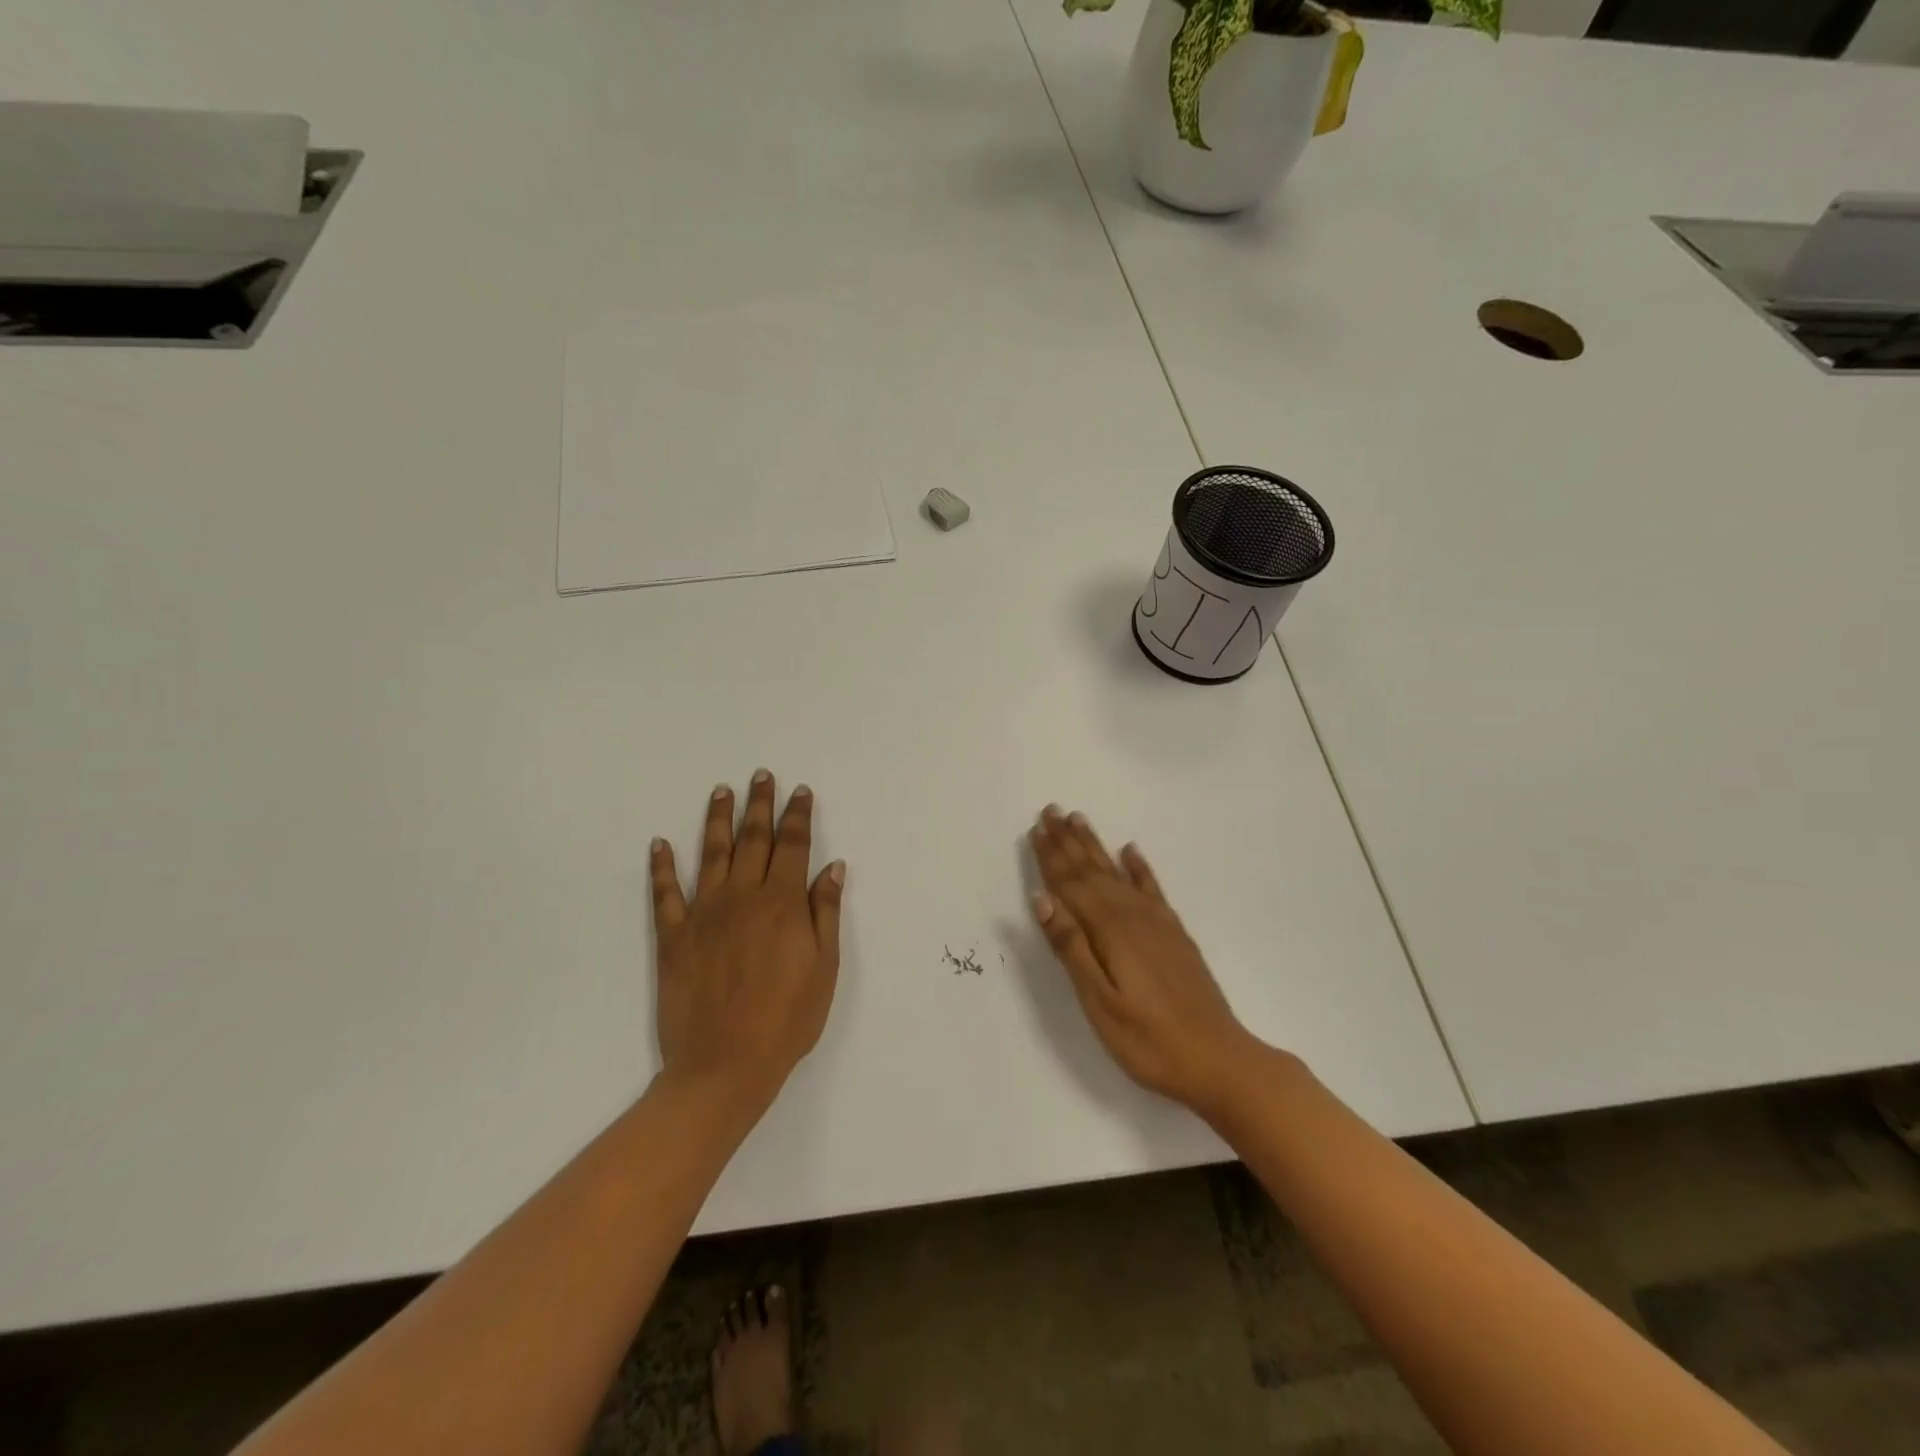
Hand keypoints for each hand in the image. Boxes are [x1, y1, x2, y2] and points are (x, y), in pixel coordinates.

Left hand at [650, 771, 843, 1115]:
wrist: (724, 1065)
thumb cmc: (787, 1019)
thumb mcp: (824, 968)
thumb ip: (825, 912)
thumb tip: (833, 867)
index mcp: (782, 903)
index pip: (793, 846)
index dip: (798, 816)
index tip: (799, 791)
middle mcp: (743, 897)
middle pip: (753, 840)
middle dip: (759, 804)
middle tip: (760, 775)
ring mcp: (704, 914)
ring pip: (711, 854)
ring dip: (717, 820)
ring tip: (720, 791)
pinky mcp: (673, 937)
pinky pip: (665, 893)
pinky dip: (661, 866)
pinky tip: (660, 844)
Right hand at [1028, 805, 1264, 1116]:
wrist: (1219, 1060)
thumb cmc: (1148, 1040)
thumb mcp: (1099, 1001)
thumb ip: (1070, 947)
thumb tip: (1042, 898)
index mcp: (1109, 930)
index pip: (1071, 884)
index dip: (1051, 857)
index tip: (1036, 827)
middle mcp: (1132, 915)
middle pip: (1093, 870)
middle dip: (1069, 841)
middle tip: (1051, 810)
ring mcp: (1157, 923)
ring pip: (1117, 872)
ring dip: (1096, 846)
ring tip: (1080, 820)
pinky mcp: (1174, 934)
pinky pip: (1151, 888)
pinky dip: (1139, 867)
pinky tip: (1131, 851)